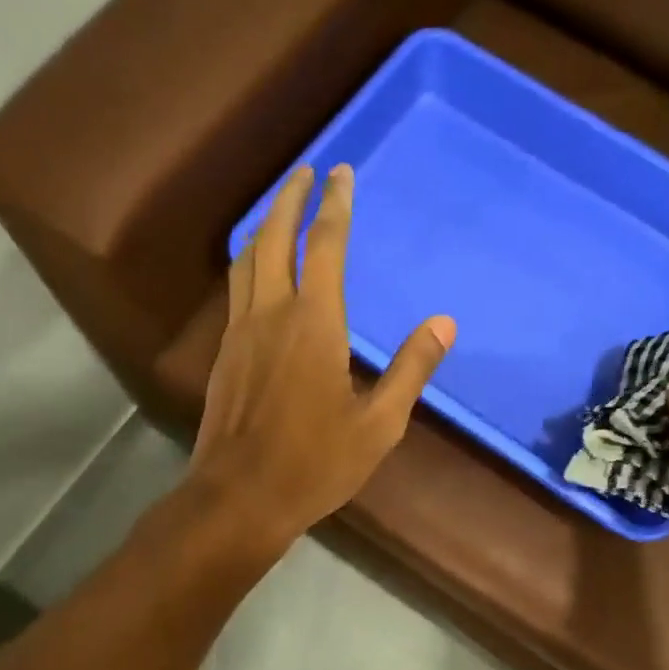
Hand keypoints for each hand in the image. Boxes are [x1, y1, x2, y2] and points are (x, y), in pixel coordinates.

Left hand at [190, 164, 454, 547]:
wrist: (240, 497)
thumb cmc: (315, 463)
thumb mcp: (378, 424)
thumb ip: (410, 370)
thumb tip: (444, 324)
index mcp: (314, 324)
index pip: (325, 246)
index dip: (334, 205)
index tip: (340, 173)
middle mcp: (271, 314)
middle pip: (275, 238)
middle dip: (291, 199)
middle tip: (306, 171)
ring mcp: (240, 332)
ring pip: (247, 261)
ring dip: (266, 226)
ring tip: (281, 208)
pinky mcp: (224, 354)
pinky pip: (236, 289)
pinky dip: (250, 262)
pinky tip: (258, 271)